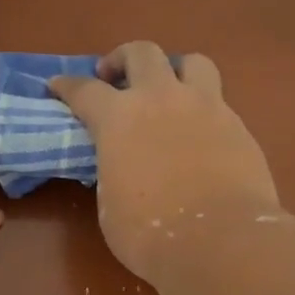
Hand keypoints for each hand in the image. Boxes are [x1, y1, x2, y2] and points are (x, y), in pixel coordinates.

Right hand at [51, 42, 278, 281]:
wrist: (221, 241)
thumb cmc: (150, 233)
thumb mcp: (110, 204)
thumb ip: (112, 171)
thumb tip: (121, 165)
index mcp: (119, 118)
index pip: (84, 90)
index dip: (66, 85)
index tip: (56, 85)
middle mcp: (161, 99)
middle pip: (141, 53)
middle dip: (121, 59)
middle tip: (114, 77)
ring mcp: (205, 106)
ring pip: (192, 62)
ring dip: (174, 70)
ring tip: (168, 90)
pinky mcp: (238, 125)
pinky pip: (218, 100)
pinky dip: (202, 107)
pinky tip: (198, 133)